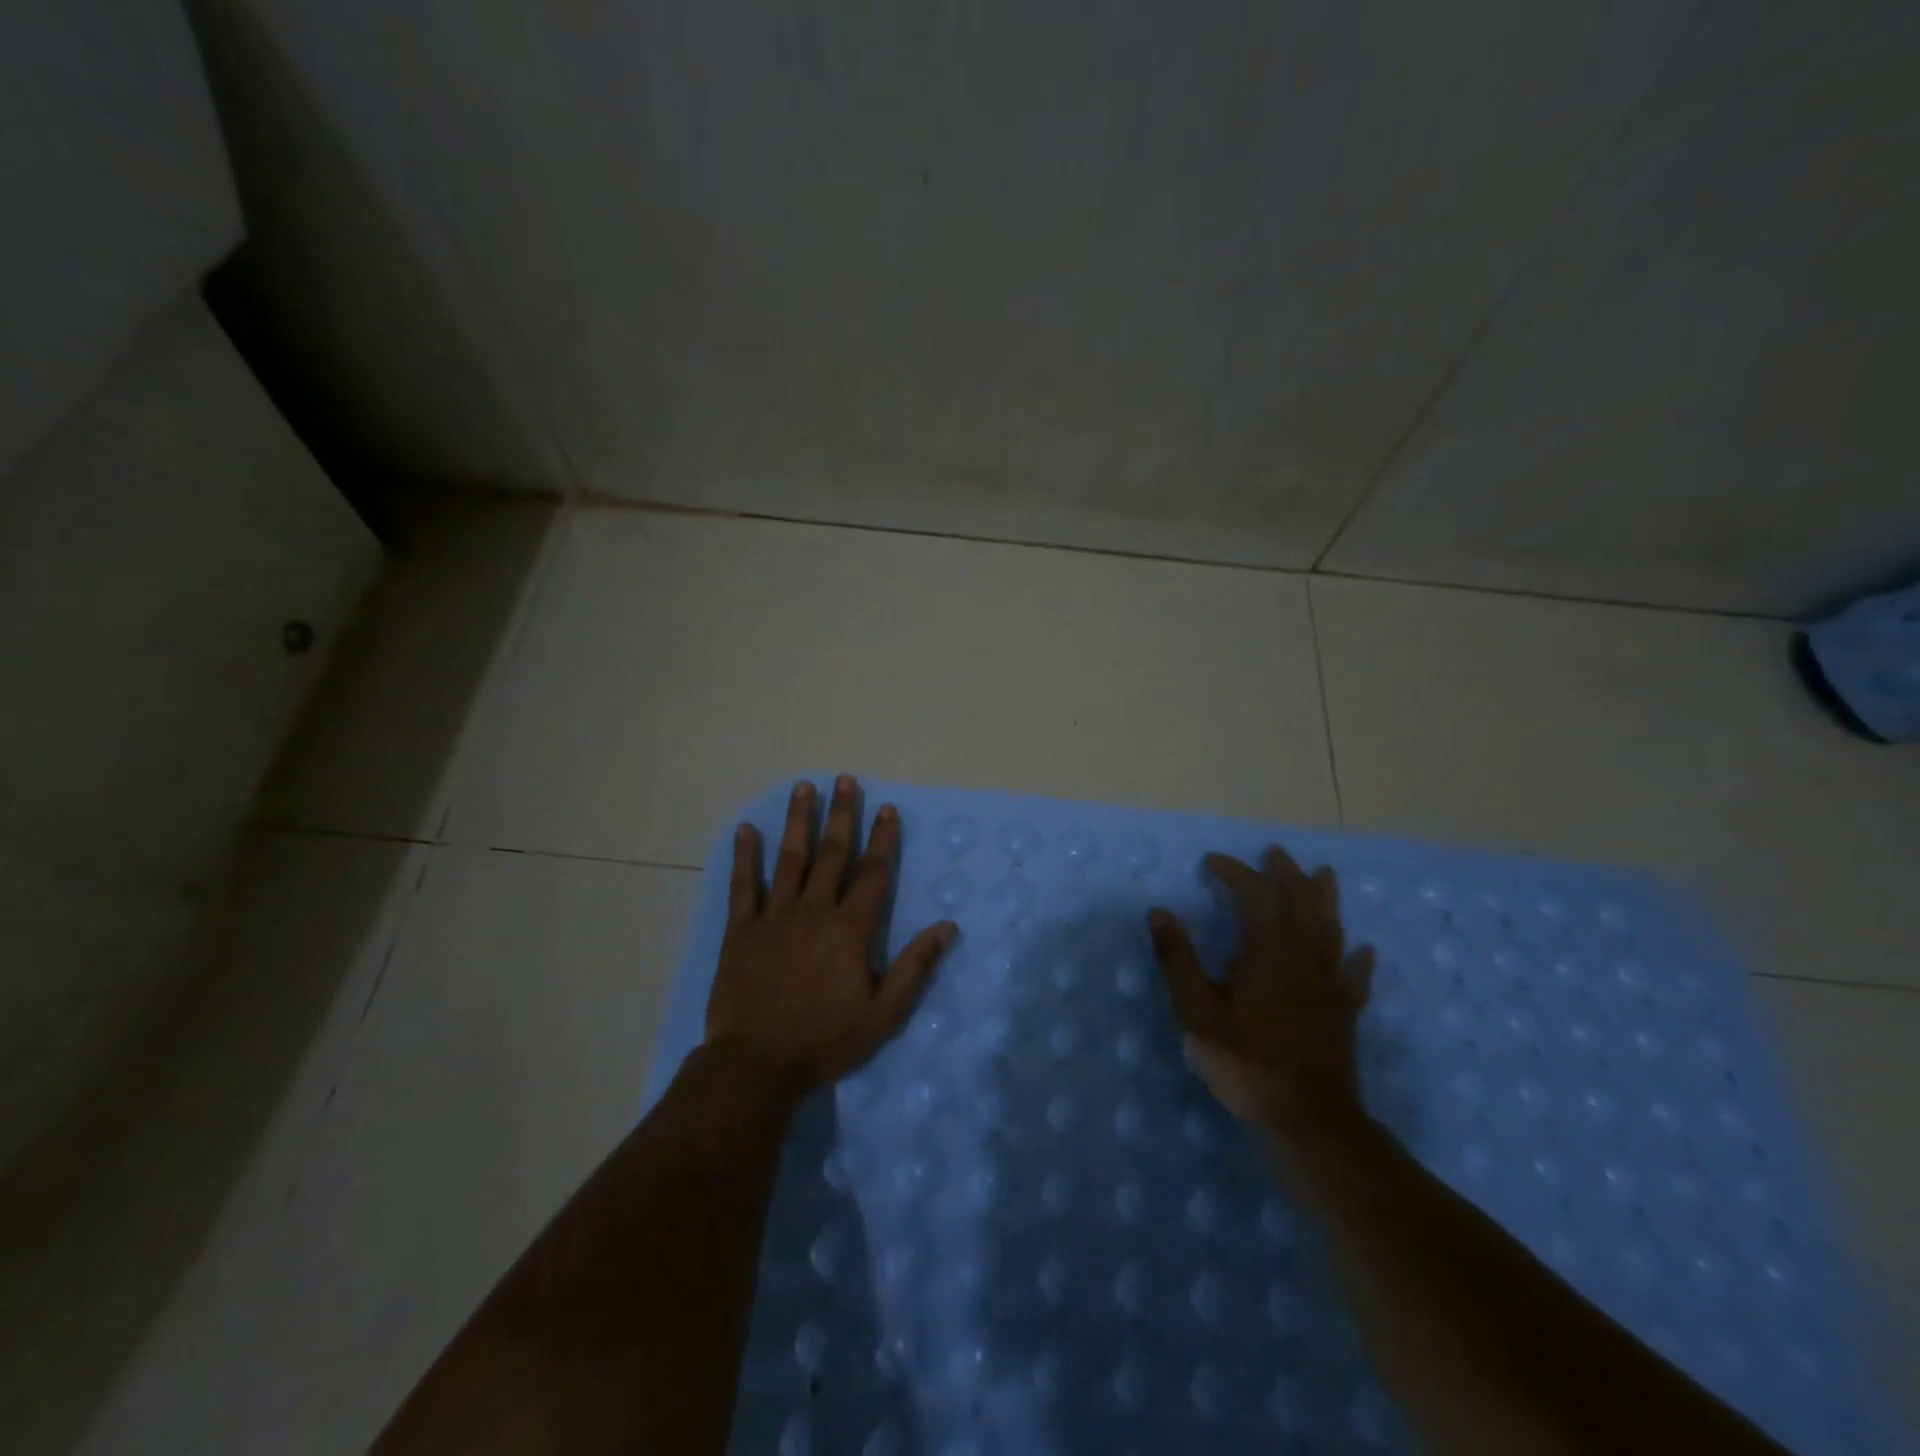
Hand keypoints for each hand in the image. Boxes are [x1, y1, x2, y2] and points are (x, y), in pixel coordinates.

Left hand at [705, 776, 957, 1093]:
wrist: (757, 1064)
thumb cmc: (825, 1040)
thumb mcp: (883, 1013)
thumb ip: (915, 966)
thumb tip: (948, 926)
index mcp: (850, 929)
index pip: (873, 873)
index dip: (883, 839)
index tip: (888, 808)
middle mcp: (814, 910)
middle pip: (832, 854)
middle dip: (842, 815)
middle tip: (846, 780)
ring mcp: (775, 916)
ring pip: (790, 859)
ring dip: (798, 821)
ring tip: (804, 788)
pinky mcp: (741, 929)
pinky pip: (743, 886)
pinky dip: (745, 857)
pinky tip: (746, 830)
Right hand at [1148, 847, 1375, 1141]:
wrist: (1308, 1118)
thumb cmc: (1246, 1061)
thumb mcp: (1197, 1011)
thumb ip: (1178, 959)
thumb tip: (1158, 912)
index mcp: (1268, 950)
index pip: (1255, 894)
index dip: (1235, 872)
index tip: (1211, 862)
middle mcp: (1305, 956)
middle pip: (1301, 901)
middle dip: (1286, 873)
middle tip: (1275, 853)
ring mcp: (1331, 983)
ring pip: (1332, 928)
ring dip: (1325, 898)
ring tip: (1323, 875)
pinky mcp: (1345, 1010)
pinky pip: (1355, 974)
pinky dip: (1357, 957)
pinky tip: (1362, 950)